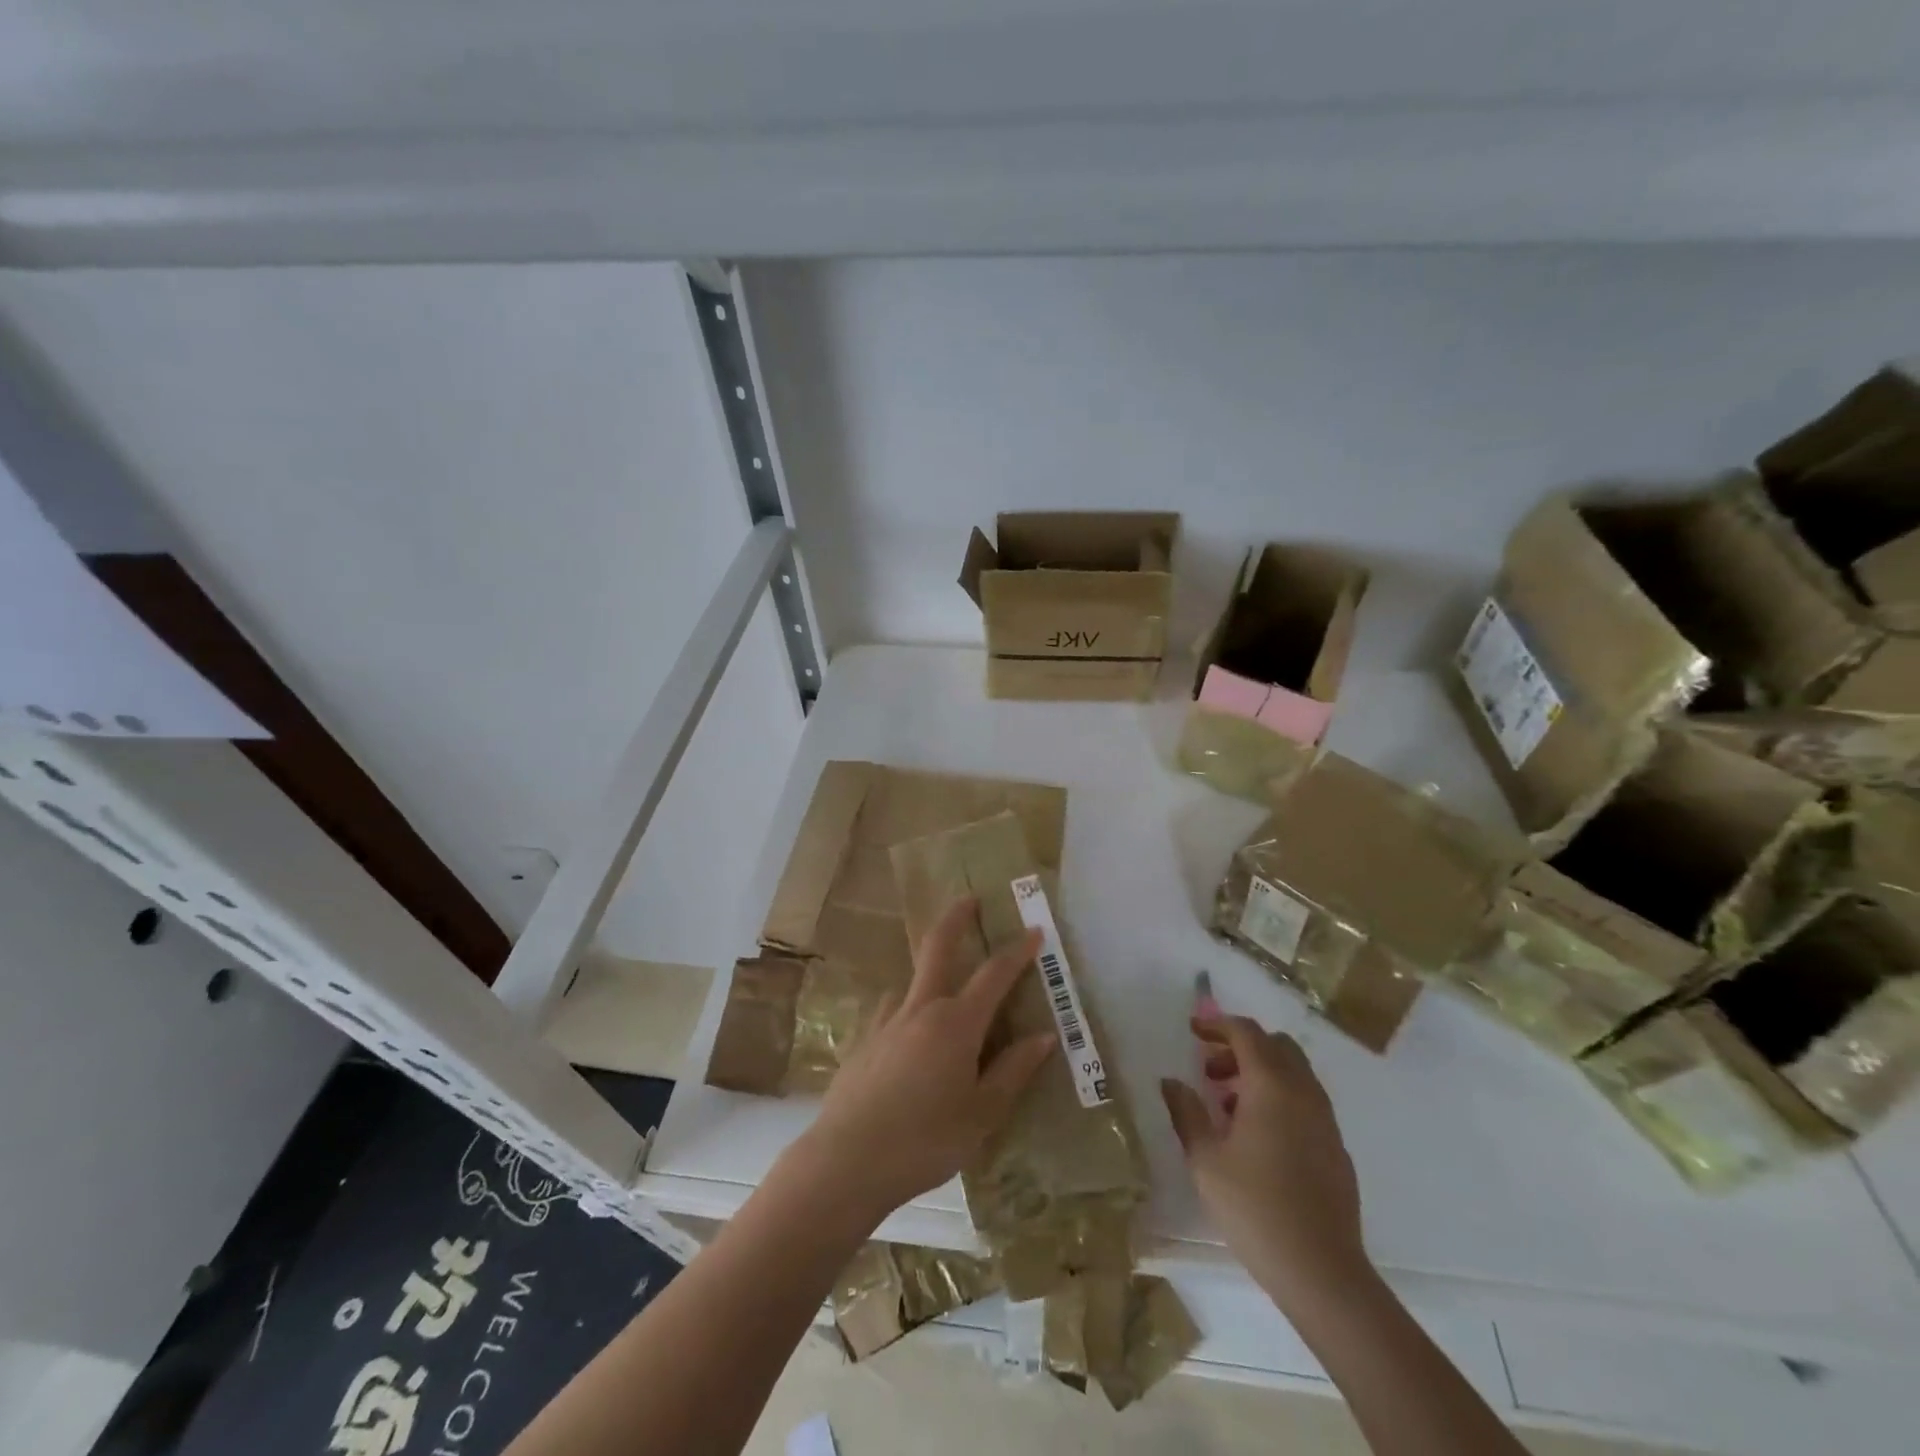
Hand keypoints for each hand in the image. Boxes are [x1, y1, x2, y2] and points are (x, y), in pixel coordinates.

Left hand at [793, 897, 1055, 1228]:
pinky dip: (906, 1009)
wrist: (847, 1160)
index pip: (994, 975)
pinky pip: (890, 1012)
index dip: (1017, 951)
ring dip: (929, 972)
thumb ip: (1013, 1071)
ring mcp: (886, 1022)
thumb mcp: (982, 1114)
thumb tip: (1045, 1035)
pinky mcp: (863, 1042)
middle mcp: (921, 1009)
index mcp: (956, 1024)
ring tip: (942, 988)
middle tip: (969, 898)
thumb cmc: (925, 1140)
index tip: (1034, 931)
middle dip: (956, 918)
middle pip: (938, 947)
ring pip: (911, 981)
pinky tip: (906, 1034)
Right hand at [1160, 1015, 1369, 1309]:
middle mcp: (1304, 1093)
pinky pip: (1306, 1102)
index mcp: (1272, 1086)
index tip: (1192, 1031)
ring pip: (1294, 1073)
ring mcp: (1326, 1121)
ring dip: (1261, 1073)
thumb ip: (1186, 1112)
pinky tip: (1258, 1138)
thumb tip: (1171, 1082)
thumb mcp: (1205, 1160)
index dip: (1217, 1024)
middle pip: (1276, 1045)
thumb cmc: (1255, 1208)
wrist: (1322, 1272)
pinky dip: (1280, 1098)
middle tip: (1210, 1070)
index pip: (1246, 1032)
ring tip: (1228, 1107)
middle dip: (1241, 1047)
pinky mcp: (1336, 1148)